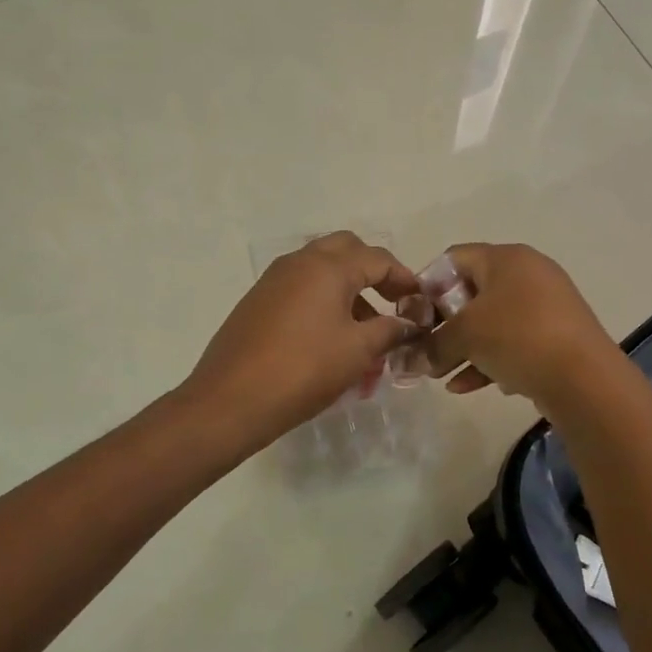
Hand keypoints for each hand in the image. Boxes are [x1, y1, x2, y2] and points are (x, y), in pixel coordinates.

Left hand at [182, 232, 422, 447]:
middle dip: (373, 273)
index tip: (420, 302)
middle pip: (346, 251)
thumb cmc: (304, 369)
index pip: (378, 258)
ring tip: (365, 333)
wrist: (231, 400)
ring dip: (348, 291)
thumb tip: (409, 324)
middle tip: (391, 304)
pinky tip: (331, 341)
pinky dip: (323, 303)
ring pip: (321, 271)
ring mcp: (274, 280)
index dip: (405, 278)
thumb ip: (389, 330)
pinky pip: (300, 290)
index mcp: (328, 266)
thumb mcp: (358, 351)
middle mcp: (299, 262)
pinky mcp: (257, 302)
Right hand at [417, 243, 621, 408]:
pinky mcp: (557, 335)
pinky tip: (468, 387)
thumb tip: (416, 358)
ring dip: (464, 348)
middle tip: (428, 349)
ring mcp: (546, 305)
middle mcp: (528, 273)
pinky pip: (514, 342)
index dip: (428, 286)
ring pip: (492, 322)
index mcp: (506, 258)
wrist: (584, 379)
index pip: (453, 258)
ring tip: (442, 376)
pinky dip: (490, 360)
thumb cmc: (517, 337)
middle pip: (472, 292)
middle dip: (445, 324)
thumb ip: (434, 343)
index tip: (416, 318)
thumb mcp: (464, 336)